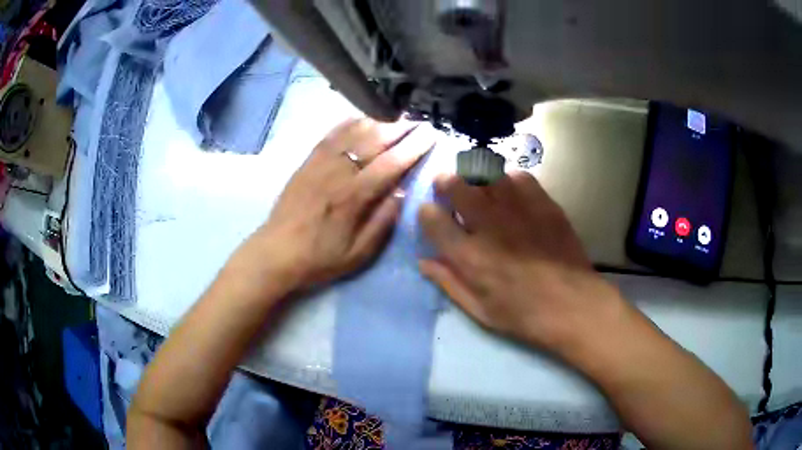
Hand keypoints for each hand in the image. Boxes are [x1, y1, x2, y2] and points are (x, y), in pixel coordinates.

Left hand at [244, 118, 433, 291]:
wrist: (276, 252)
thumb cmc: (319, 258)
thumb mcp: (358, 254)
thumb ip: (382, 223)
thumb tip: (402, 193)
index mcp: (353, 196)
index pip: (391, 163)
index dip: (413, 147)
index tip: (431, 135)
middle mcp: (338, 172)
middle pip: (374, 140)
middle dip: (401, 129)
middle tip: (419, 124)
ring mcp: (320, 162)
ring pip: (353, 131)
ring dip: (378, 122)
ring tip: (396, 121)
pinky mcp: (307, 161)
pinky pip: (331, 134)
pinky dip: (350, 123)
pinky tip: (362, 120)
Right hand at [418, 171, 624, 352]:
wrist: (573, 304)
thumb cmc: (524, 315)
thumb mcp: (480, 310)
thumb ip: (449, 282)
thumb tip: (423, 261)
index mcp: (469, 255)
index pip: (431, 217)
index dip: (426, 212)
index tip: (431, 216)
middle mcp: (488, 224)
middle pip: (455, 184)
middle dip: (444, 183)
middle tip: (448, 190)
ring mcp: (518, 209)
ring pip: (485, 173)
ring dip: (475, 178)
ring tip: (478, 189)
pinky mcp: (543, 203)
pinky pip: (518, 176)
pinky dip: (508, 180)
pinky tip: (510, 193)